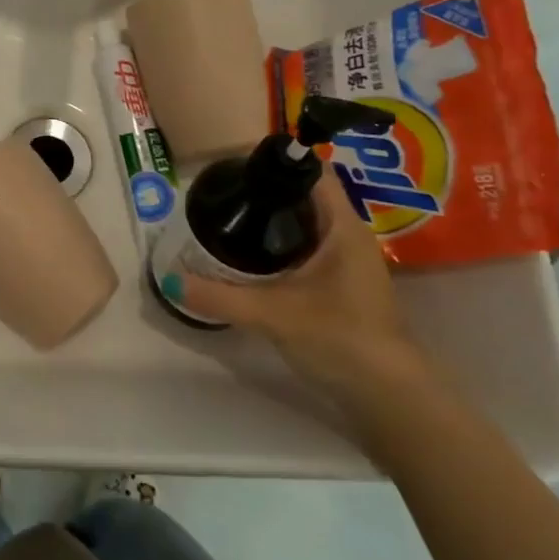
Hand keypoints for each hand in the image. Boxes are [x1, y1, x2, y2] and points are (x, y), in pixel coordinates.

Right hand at [181, 171, 434, 414]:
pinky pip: (307, 250)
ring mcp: (348, 265)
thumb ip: (219, 296)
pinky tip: (250, 258)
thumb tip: (170, 280)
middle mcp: (350, 238)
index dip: (279, 161)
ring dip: (273, 220)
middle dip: (267, 191)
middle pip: (307, 197)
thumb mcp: (272, 314)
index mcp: (343, 228)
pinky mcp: (341, 289)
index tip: (238, 163)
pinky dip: (280, 246)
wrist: (388, 398)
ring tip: (230, 218)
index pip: (315, 173)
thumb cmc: (339, 338)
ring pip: (307, 226)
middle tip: (223, 192)